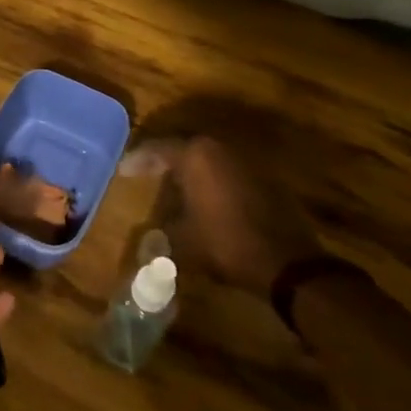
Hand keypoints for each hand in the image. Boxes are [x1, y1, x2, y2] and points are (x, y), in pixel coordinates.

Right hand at [122, 135, 322, 294]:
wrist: (287, 263)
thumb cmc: (226, 244)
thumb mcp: (183, 239)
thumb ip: (163, 227)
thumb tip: (152, 230)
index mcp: (196, 155)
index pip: (158, 149)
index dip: (138, 160)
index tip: (123, 171)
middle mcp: (220, 148)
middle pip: (184, 148)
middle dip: (164, 160)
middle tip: (145, 172)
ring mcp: (245, 160)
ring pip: (208, 158)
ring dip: (190, 169)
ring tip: (172, 184)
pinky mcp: (264, 176)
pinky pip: (227, 171)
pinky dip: (212, 179)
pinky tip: (204, 197)